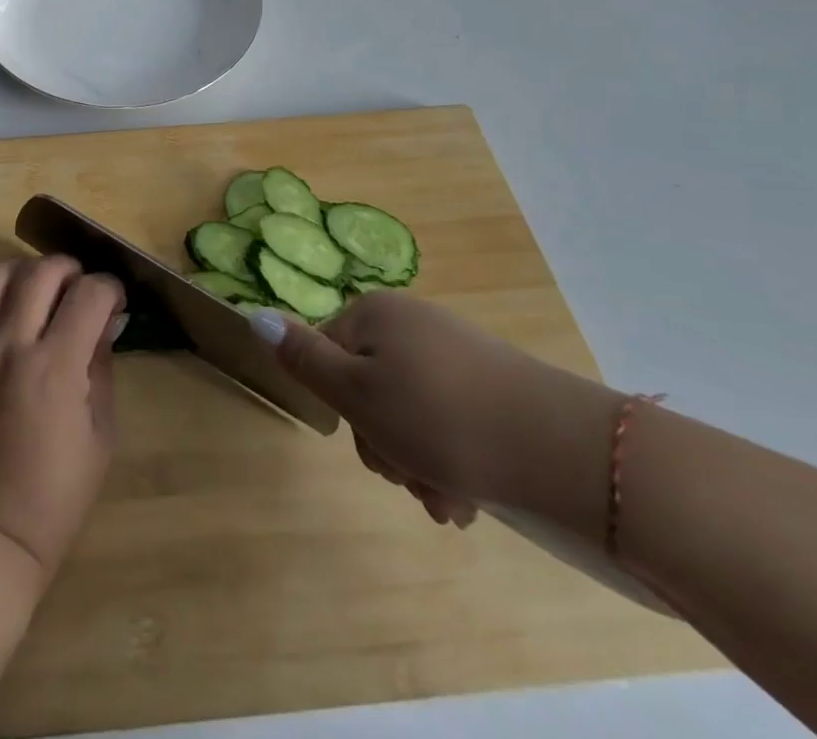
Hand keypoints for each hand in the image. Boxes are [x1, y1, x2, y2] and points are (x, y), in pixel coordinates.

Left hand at [0, 256, 123, 579]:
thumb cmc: (56, 492)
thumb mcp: (101, 432)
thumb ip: (102, 365)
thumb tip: (105, 320)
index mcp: (56, 367)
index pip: (89, 294)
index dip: (110, 288)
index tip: (115, 300)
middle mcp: (11, 345)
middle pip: (41, 271)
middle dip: (71, 270)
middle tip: (80, 290)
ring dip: (24, 272)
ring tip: (38, 290)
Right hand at [254, 293, 620, 530]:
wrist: (563, 448)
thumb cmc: (442, 419)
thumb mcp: (358, 394)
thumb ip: (303, 358)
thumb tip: (254, 315)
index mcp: (374, 314)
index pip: (326, 357)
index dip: (342, 411)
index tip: (373, 449)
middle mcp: (410, 322)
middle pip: (368, 388)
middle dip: (385, 444)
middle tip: (413, 480)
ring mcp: (452, 350)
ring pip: (408, 412)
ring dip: (416, 461)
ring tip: (447, 501)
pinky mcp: (488, 381)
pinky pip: (446, 418)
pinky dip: (448, 458)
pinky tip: (466, 495)